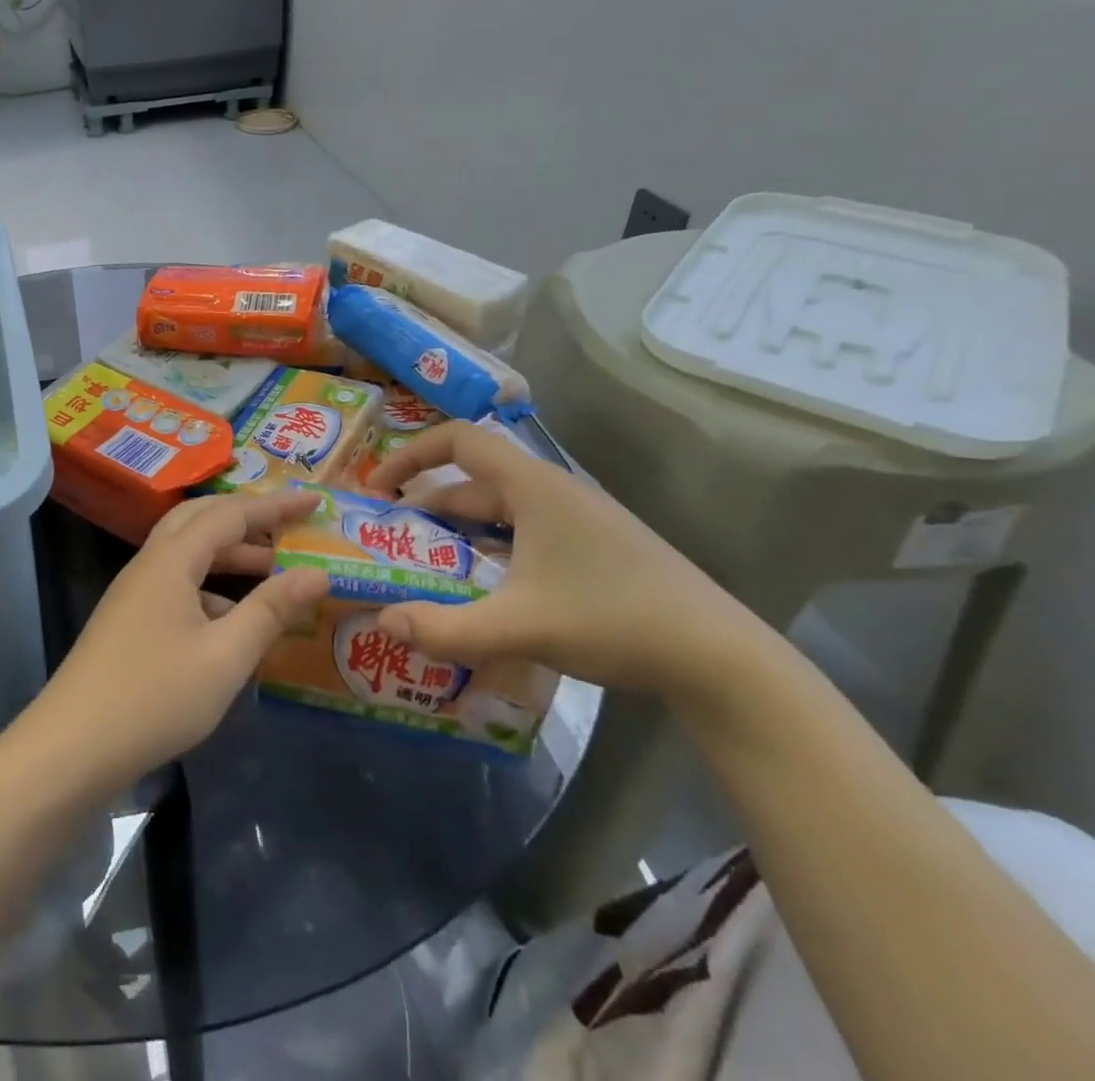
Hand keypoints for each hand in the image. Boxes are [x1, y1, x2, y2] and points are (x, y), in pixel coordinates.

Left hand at [28, 489, 328, 793]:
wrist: (73, 746)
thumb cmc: (155, 697)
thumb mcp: (225, 656)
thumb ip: (271, 610)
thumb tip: (317, 572)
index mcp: (171, 559)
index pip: (229, 514)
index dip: (274, 507)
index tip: (314, 502)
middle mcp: (149, 564)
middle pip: (201, 521)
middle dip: (248, 521)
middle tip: (290, 529)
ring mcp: (135, 592)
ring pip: (188, 554)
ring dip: (230, 556)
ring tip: (275, 574)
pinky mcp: (130, 619)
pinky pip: (177, 584)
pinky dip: (211, 588)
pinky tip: (234, 622)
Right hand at [366, 420, 756, 698]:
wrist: (722, 659)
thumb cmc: (614, 619)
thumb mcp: (521, 626)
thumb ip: (446, 627)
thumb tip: (383, 622)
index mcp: (533, 486)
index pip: (458, 440)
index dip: (410, 454)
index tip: (378, 487)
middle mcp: (551, 492)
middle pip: (473, 483)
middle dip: (426, 508)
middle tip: (389, 540)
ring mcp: (576, 521)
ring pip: (498, 514)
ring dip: (457, 534)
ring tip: (423, 568)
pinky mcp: (592, 549)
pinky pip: (522, 536)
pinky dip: (489, 552)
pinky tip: (481, 591)